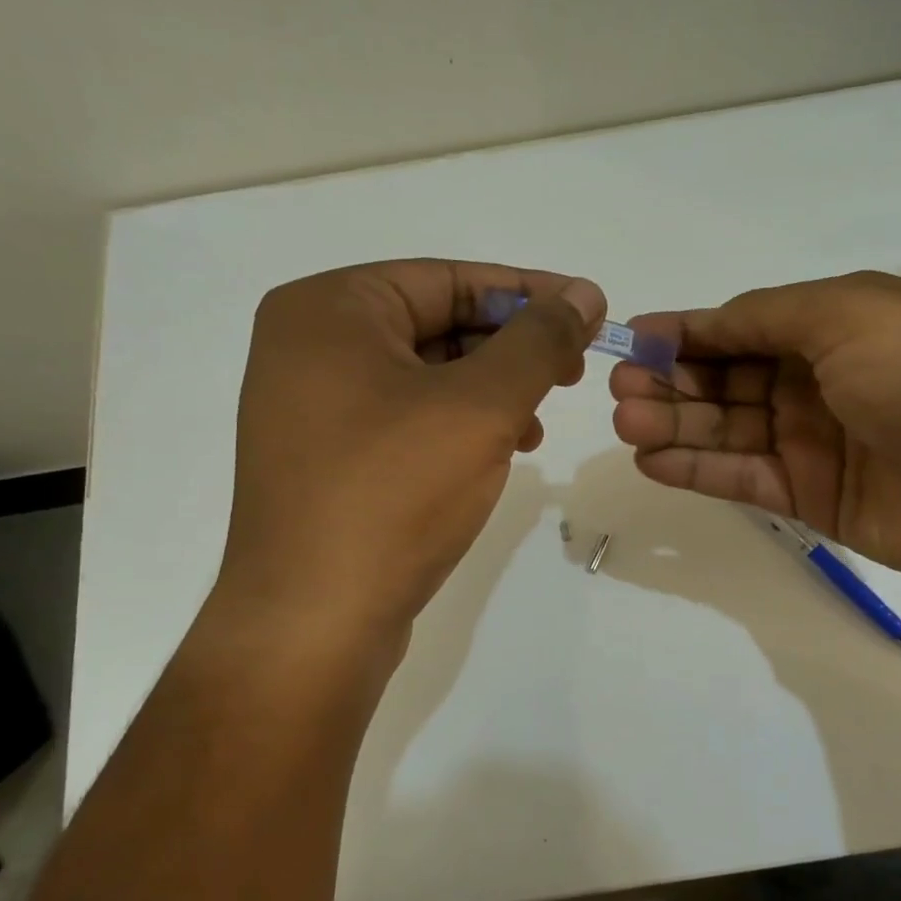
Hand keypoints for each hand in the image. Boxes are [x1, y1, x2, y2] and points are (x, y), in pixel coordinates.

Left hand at [216, 259, 604, 632]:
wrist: (314, 620)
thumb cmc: (394, 494)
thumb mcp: (481, 406)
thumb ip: (539, 341)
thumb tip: (584, 296)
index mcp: (329, 310)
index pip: (449, 279)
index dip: (529, 293)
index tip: (590, 311)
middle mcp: (309, 347)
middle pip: (436, 324)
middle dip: (511, 348)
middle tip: (573, 370)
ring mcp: (313, 407)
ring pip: (426, 376)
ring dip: (492, 391)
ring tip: (537, 423)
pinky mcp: (328, 458)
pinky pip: (407, 419)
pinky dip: (459, 426)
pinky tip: (500, 451)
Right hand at [609, 271, 900, 590]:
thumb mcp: (846, 314)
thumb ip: (764, 317)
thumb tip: (702, 322)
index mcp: (835, 325)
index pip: (744, 326)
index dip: (689, 332)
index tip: (632, 340)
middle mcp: (821, 381)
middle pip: (729, 381)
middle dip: (672, 382)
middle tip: (620, 392)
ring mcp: (816, 444)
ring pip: (730, 431)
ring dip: (676, 426)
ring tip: (626, 425)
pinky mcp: (813, 499)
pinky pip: (745, 479)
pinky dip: (699, 470)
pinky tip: (653, 461)